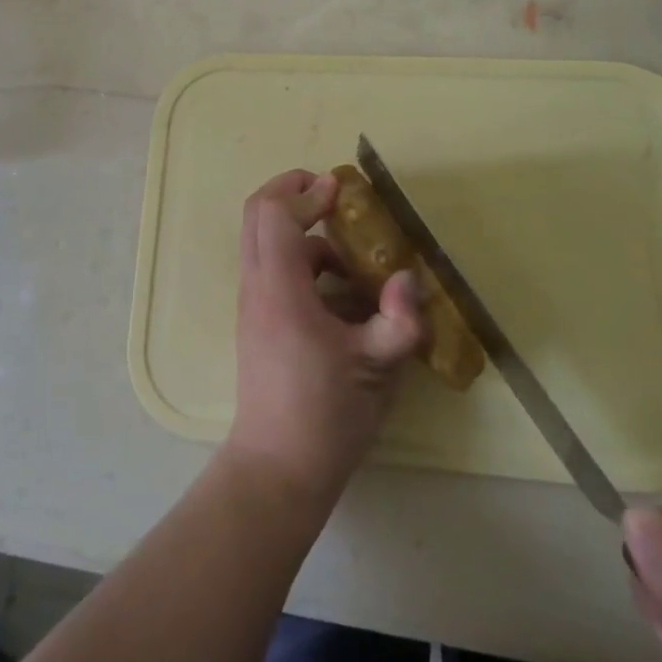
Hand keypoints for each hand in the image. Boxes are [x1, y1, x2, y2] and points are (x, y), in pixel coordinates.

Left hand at [225, 170, 424, 504]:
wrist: (278, 470)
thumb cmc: (326, 415)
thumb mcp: (376, 368)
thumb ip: (399, 319)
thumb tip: (408, 277)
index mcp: (280, 289)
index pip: (275, 214)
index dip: (306, 193)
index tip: (341, 191)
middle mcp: (257, 286)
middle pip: (256, 214)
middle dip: (291, 191)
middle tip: (331, 194)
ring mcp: (253, 303)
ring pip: (263, 240)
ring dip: (302, 232)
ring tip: (351, 258)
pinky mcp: (258, 321)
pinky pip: (273, 268)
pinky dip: (303, 261)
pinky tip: (342, 294)